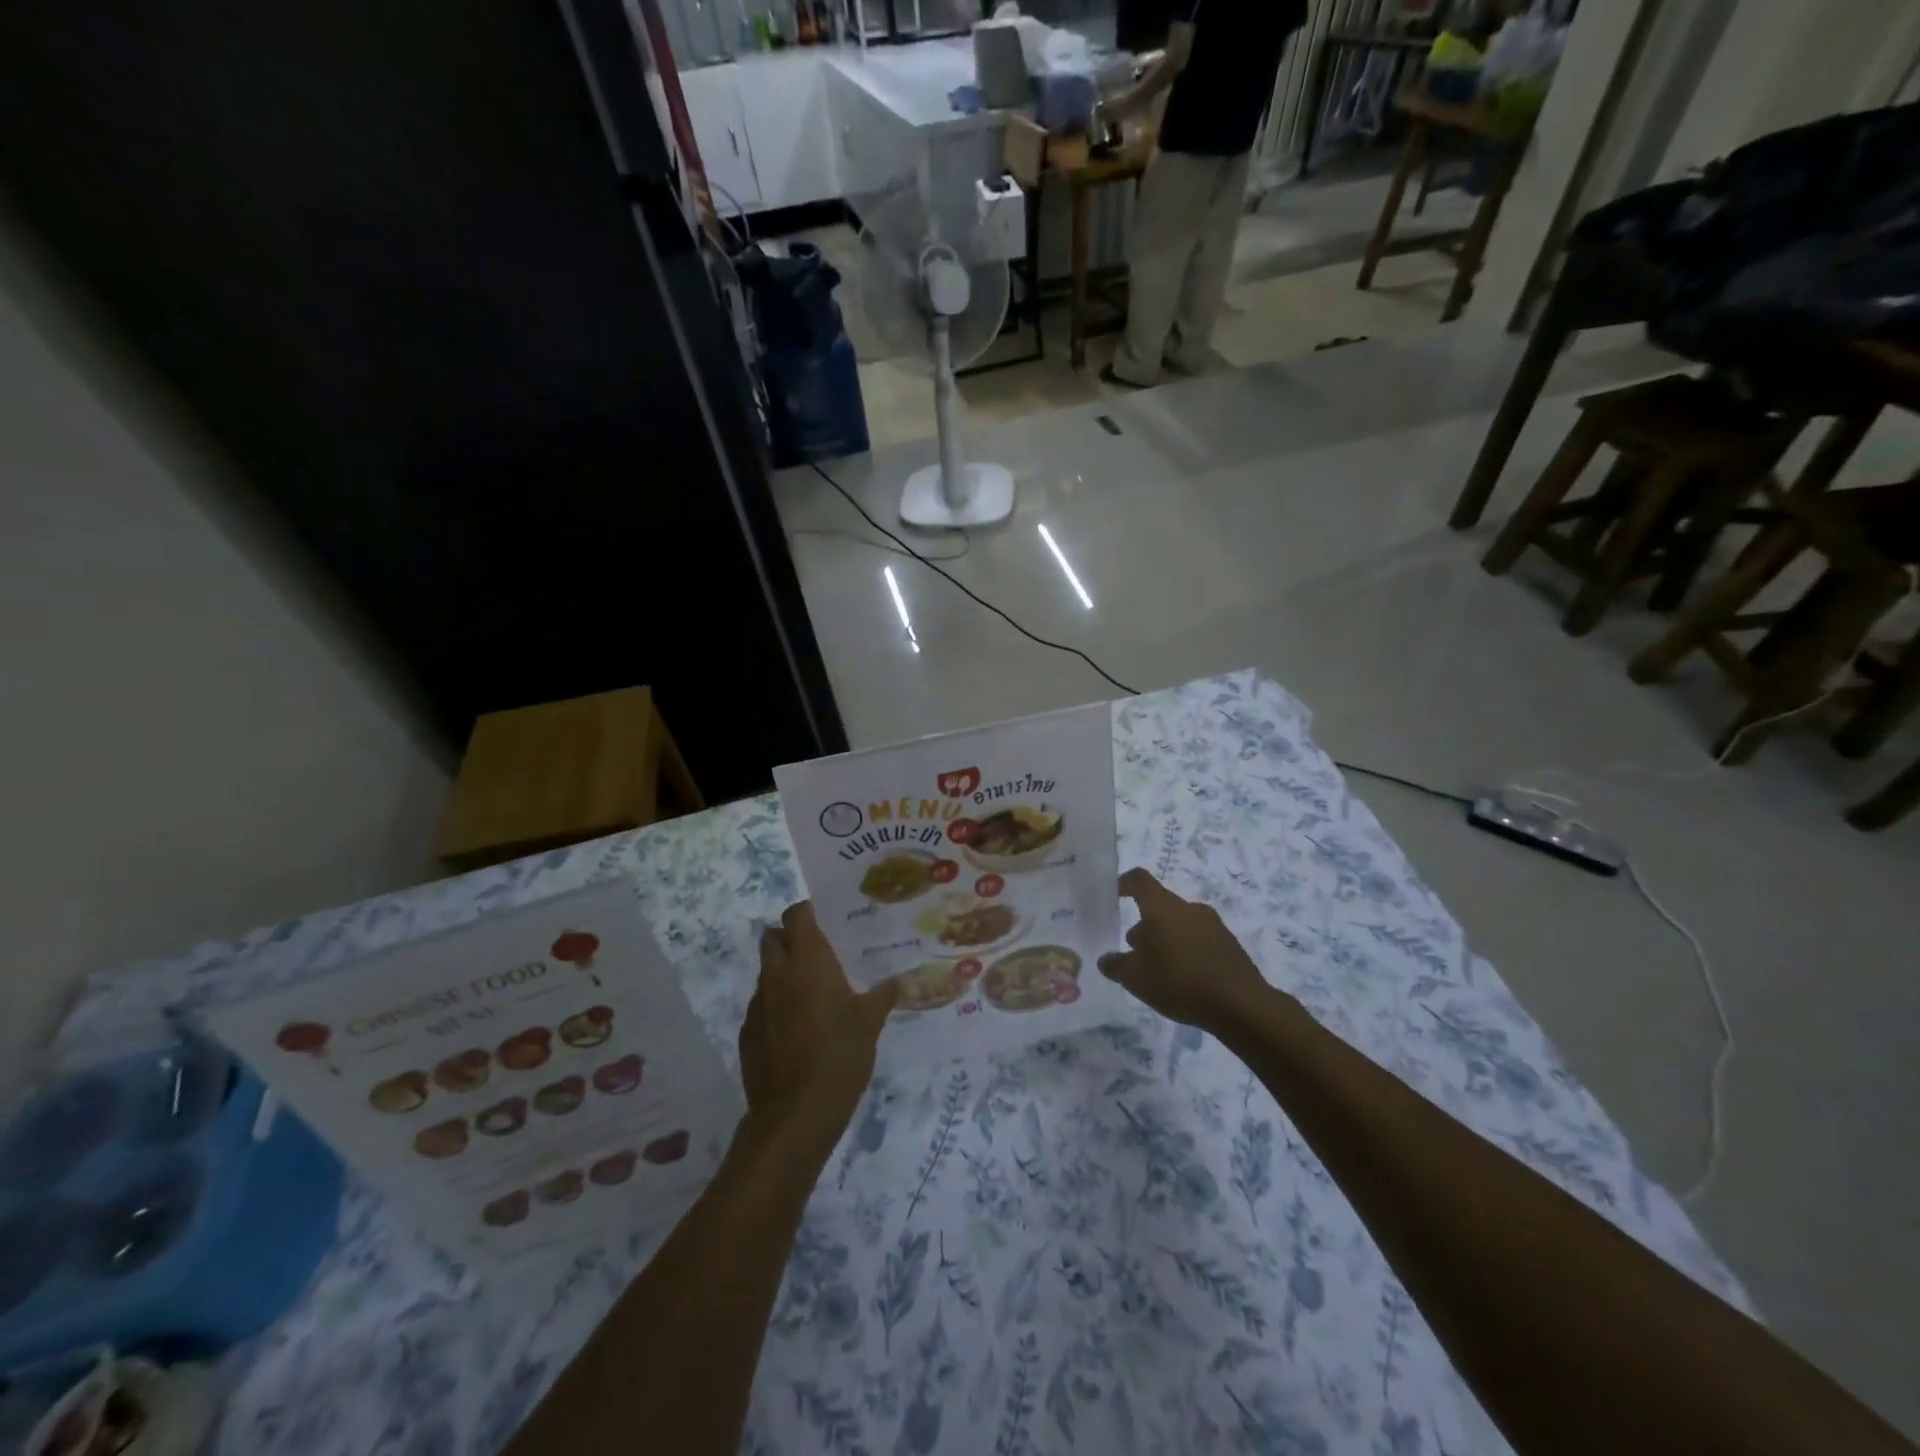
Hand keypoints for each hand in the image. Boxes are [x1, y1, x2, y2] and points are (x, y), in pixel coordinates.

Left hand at [739, 903, 897, 1158]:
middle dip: (790, 938)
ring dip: (783, 974)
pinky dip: (776, 1007)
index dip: (807, 912)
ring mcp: (757, 1005)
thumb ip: (883, 995)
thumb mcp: (870, 1023)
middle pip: (773, 938)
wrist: (795, 1115)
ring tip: (811, 994)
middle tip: (817, 953)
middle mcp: (777, 975)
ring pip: (766, 973)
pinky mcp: (747, 1034)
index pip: (796, 915)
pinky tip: (797, 1030)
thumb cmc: (839, 1056)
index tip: (826, 920)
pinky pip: (761, 1006)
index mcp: (808, 962)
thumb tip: (902, 980)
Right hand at [1097, 869, 1271, 1034]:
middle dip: (1144, 923)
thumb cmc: (1180, 983)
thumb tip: (1105, 959)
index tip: (1113, 895)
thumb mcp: (1135, 979)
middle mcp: (1188, 908)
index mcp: (1162, 908)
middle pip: (1160, 905)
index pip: (1139, 880)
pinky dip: (1185, 949)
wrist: (1241, 1005)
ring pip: (1179, 922)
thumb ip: (1115, 966)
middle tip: (1133, 949)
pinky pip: (1198, 938)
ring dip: (1165, 938)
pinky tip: (1183, 978)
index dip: (1124, 883)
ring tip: (1158, 968)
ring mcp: (1212, 924)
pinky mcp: (1229, 943)